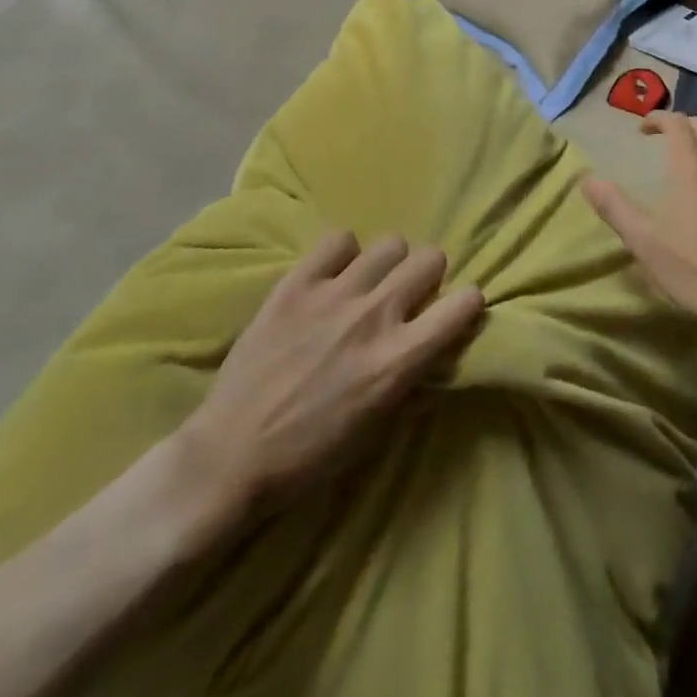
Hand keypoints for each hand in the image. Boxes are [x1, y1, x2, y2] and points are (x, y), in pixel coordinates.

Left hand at [172, 231, 484, 527]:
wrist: (229, 457)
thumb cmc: (311, 455)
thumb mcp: (379, 431)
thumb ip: (417, 385)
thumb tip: (442, 353)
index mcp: (398, 359)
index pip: (463, 304)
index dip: (466, 305)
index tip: (455, 313)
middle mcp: (374, 317)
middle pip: (430, 258)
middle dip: (427, 277)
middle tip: (409, 298)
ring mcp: (334, 295)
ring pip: (390, 243)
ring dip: (388, 265)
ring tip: (369, 284)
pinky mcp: (296, 285)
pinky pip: (338, 240)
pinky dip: (342, 255)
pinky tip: (332, 278)